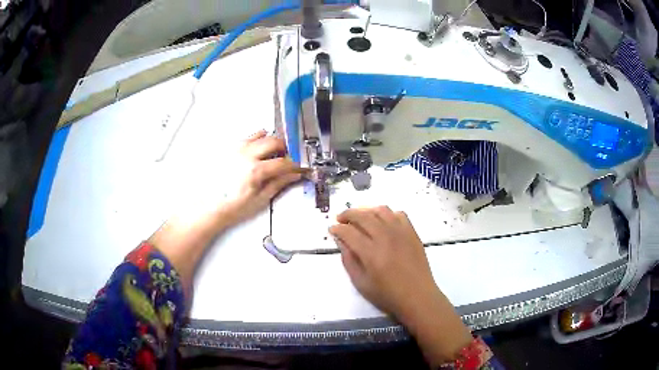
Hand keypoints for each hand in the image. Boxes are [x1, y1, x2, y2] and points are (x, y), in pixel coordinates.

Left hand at [150, 131, 301, 293]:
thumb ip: (278, 184)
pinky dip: (256, 141)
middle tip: (286, 159)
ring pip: (261, 134)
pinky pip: (247, 137)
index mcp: (255, 170)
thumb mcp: (259, 200)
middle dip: (285, 149)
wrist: (208, 206)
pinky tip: (255, 154)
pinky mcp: (229, 148)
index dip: (296, 165)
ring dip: (270, 142)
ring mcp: (236, 149)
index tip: (299, 168)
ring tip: (270, 155)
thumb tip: (292, 176)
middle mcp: (246, 155)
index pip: (284, 162)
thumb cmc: (230, 206)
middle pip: (275, 141)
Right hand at [328, 206, 436, 318]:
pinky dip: (387, 214)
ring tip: (360, 217)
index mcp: (371, 252)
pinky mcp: (412, 233)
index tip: (332, 229)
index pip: (349, 232)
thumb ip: (349, 260)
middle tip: (340, 219)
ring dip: (366, 210)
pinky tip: (382, 222)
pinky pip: (398, 214)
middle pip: (363, 216)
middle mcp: (385, 237)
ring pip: (381, 210)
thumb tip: (341, 242)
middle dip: (348, 214)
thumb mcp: (361, 283)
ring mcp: (401, 232)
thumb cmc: (387, 295)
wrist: (417, 296)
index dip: (337, 228)